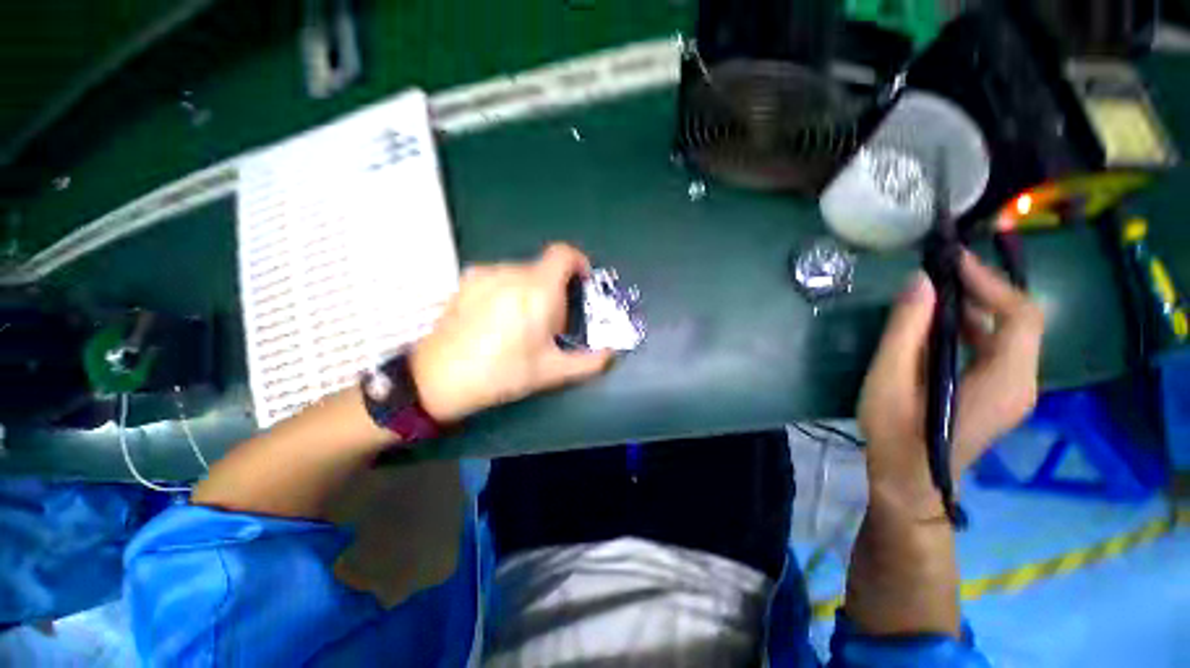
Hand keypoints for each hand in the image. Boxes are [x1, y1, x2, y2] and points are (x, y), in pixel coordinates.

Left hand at [411, 243, 614, 422]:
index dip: (579, 263)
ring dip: (532, 291)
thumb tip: (611, 355)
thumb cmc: (502, 373)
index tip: (582, 284)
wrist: (439, 378)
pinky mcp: (467, 280)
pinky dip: (509, 290)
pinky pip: (500, 276)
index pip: (564, 254)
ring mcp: (485, 273)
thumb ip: (588, 362)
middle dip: (555, 291)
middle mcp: (511, 272)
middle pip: (545, 270)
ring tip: (520, 324)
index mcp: (537, 290)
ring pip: (522, 273)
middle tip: (549, 324)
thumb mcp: (551, 372)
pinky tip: (497, 318)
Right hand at [858, 250, 1044, 516]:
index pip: (1020, 317)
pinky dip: (975, 327)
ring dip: (979, 306)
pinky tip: (943, 322)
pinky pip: (999, 349)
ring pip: (1011, 334)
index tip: (954, 261)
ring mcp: (1014, 389)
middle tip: (943, 270)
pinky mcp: (1000, 393)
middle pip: (1021, 321)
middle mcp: (1022, 382)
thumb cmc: (896, 433)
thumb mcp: (890, 380)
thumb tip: (920, 281)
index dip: (991, 282)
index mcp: (1005, 381)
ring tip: (940, 289)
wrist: (910, 481)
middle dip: (985, 289)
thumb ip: (905, 330)